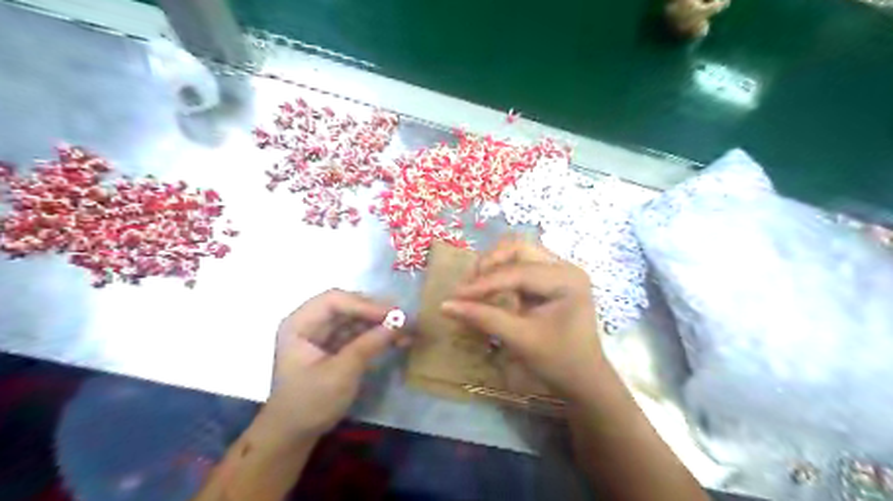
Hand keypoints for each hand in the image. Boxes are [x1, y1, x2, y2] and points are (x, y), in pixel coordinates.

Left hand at [260, 290, 409, 442]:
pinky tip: (396, 339)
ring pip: (355, 317)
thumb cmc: (310, 403)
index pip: (334, 300)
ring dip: (380, 323)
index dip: (364, 304)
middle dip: (375, 312)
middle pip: (347, 305)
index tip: (393, 315)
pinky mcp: (334, 346)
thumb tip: (399, 322)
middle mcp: (310, 322)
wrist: (293, 435)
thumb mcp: (340, 374)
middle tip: (403, 319)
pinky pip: (358, 332)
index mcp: (299, 323)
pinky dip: (376, 334)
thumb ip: (368, 345)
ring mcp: (322, 333)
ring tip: (406, 329)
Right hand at [443, 241, 609, 400]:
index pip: (518, 272)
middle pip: (518, 250)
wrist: (583, 381)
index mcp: (566, 279)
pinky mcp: (548, 281)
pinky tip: (486, 290)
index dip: (484, 282)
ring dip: (493, 267)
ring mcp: (557, 272)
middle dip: (490, 264)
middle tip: (467, 286)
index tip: (456, 294)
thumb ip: (484, 318)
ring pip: (517, 255)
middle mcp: (564, 267)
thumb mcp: (521, 339)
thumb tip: (445, 305)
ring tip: (473, 287)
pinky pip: (519, 268)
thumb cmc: (559, 361)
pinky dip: (500, 276)